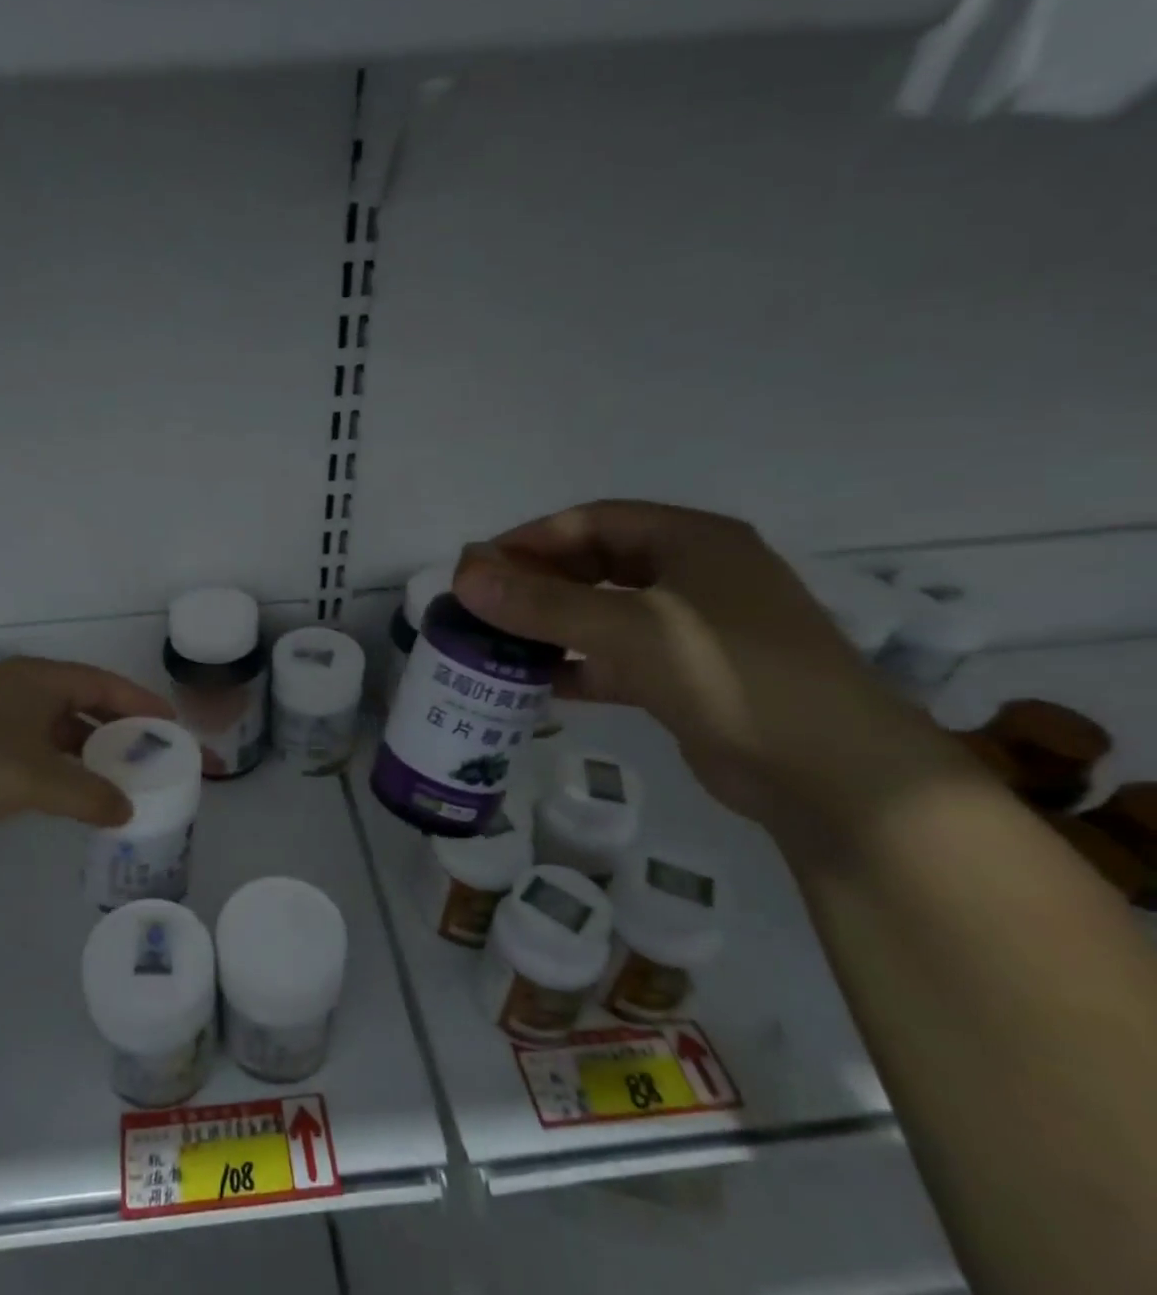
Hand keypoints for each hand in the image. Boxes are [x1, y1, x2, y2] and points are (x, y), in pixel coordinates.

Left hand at [0, 657, 175, 840]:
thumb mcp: (37, 778)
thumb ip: (89, 794)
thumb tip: (126, 809)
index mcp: (38, 679)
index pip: (104, 684)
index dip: (140, 703)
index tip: (170, 724)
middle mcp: (19, 688)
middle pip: (82, 703)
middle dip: (116, 728)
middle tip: (149, 754)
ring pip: (55, 728)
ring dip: (86, 750)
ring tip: (117, 776)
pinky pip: (32, 747)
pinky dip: (57, 765)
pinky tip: (68, 790)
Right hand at [452, 501, 969, 833]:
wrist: (830, 773)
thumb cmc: (732, 674)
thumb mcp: (629, 630)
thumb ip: (542, 604)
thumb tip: (464, 575)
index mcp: (692, 541)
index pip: (594, 521)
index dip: (532, 538)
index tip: (479, 567)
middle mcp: (694, 575)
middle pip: (597, 565)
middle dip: (537, 582)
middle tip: (482, 604)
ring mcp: (693, 630)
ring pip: (604, 614)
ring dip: (552, 625)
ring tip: (497, 642)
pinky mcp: (687, 678)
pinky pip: (616, 659)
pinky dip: (576, 667)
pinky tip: (536, 684)